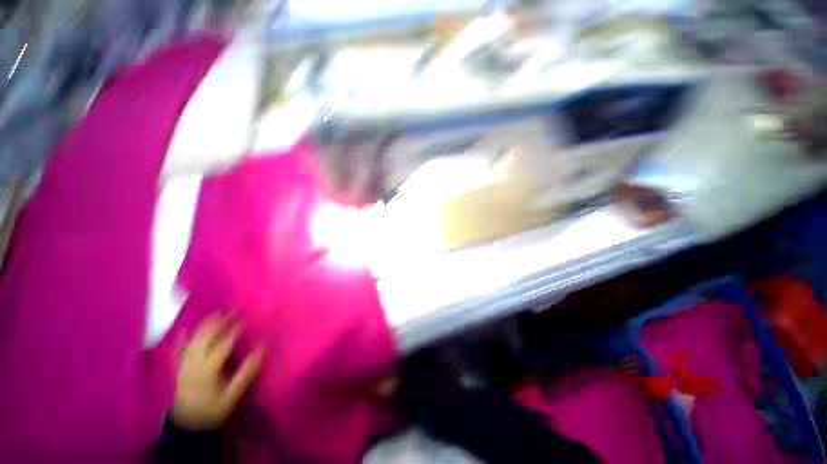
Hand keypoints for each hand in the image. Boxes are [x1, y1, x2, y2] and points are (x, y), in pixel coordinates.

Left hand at [172, 314, 261, 430]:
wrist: (187, 425)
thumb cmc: (213, 409)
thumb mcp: (233, 395)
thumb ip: (245, 372)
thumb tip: (260, 349)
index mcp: (209, 368)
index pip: (224, 343)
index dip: (235, 329)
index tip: (246, 316)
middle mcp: (194, 362)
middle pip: (207, 337)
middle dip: (219, 321)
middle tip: (232, 308)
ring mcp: (184, 364)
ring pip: (193, 339)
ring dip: (204, 325)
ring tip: (215, 313)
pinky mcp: (178, 368)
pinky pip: (178, 350)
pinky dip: (181, 338)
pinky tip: (183, 329)